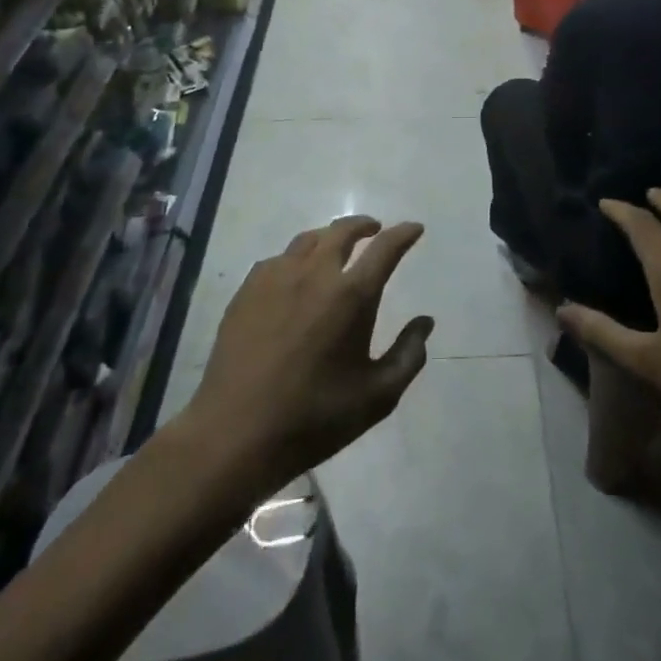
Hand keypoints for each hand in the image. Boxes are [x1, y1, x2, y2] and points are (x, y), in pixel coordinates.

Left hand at [187, 217, 432, 489]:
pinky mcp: (247, 291)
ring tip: (336, 248)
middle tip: (375, 230)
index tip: (414, 228)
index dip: (404, 233)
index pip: (385, 248)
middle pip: (343, 231)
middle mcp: (315, 274)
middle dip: (364, 225)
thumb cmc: (314, 418)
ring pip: (308, 240)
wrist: (235, 434)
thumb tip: (424, 322)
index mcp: (351, 295)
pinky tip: (295, 276)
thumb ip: (408, 355)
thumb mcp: (377, 397)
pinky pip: (278, 259)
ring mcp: (276, 278)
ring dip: (329, 237)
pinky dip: (296, 258)